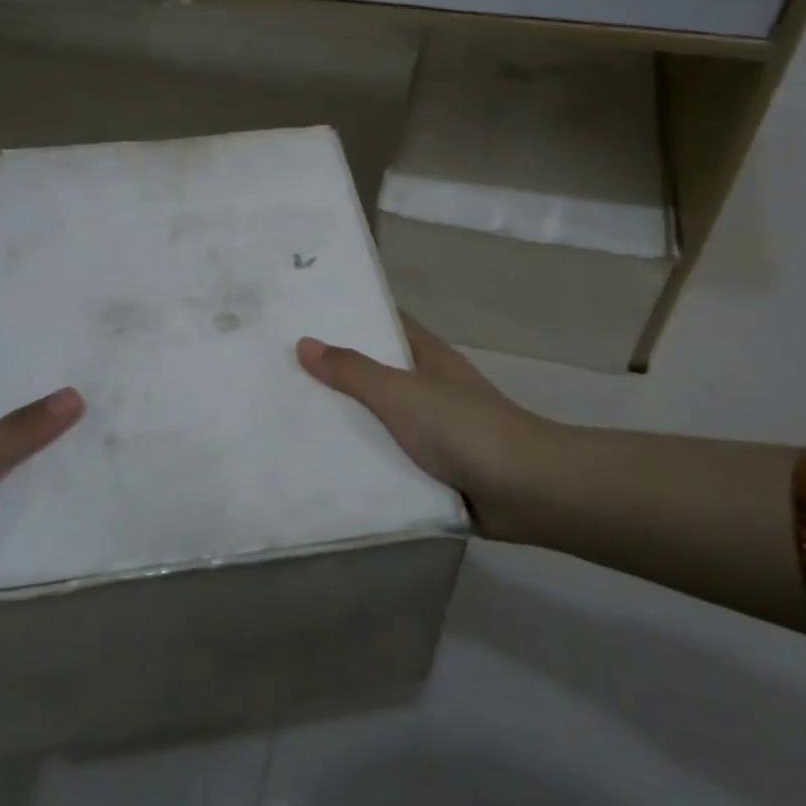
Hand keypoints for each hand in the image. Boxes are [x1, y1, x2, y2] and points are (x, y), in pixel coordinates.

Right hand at [296, 316, 558, 539]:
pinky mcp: (434, 468)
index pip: (384, 323)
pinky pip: (389, 457)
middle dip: (336, 373)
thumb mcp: (401, 393)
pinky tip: (323, 466)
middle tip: (279, 371)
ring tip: (288, 419)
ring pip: (380, 418)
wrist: (526, 490)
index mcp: (427, 357)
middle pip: (376, 371)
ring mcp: (433, 429)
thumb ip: (353, 371)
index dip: (349, 316)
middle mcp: (429, 386)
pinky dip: (364, 460)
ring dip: (346, 421)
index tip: (304, 315)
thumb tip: (304, 343)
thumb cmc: (463, 428)